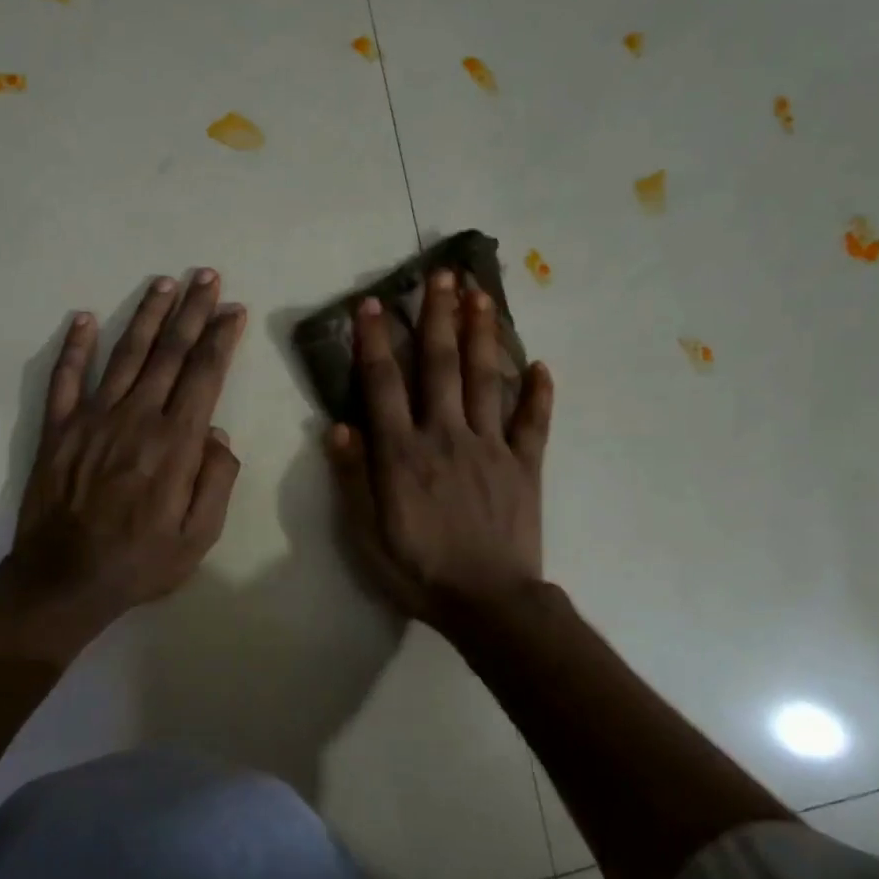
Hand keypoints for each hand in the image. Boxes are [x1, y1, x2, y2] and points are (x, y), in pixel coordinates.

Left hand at [5, 269, 245, 650]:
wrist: (64, 581)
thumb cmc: (141, 563)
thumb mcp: (199, 536)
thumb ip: (217, 481)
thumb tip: (218, 435)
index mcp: (174, 443)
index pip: (203, 376)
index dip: (220, 339)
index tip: (233, 310)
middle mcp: (135, 418)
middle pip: (168, 353)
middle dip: (192, 313)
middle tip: (207, 277)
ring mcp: (91, 419)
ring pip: (124, 355)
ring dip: (145, 315)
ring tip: (164, 284)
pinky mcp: (57, 429)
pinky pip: (65, 378)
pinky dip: (73, 346)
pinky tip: (83, 318)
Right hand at [325, 271, 552, 631]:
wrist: (488, 603)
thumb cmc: (418, 571)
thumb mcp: (365, 534)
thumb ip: (352, 476)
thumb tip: (337, 425)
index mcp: (402, 452)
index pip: (383, 384)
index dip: (374, 341)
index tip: (371, 303)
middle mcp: (445, 435)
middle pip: (440, 365)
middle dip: (437, 317)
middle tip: (441, 275)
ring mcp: (491, 447)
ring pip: (486, 379)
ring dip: (482, 334)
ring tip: (481, 295)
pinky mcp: (526, 465)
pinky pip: (534, 421)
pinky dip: (539, 392)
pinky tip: (541, 365)